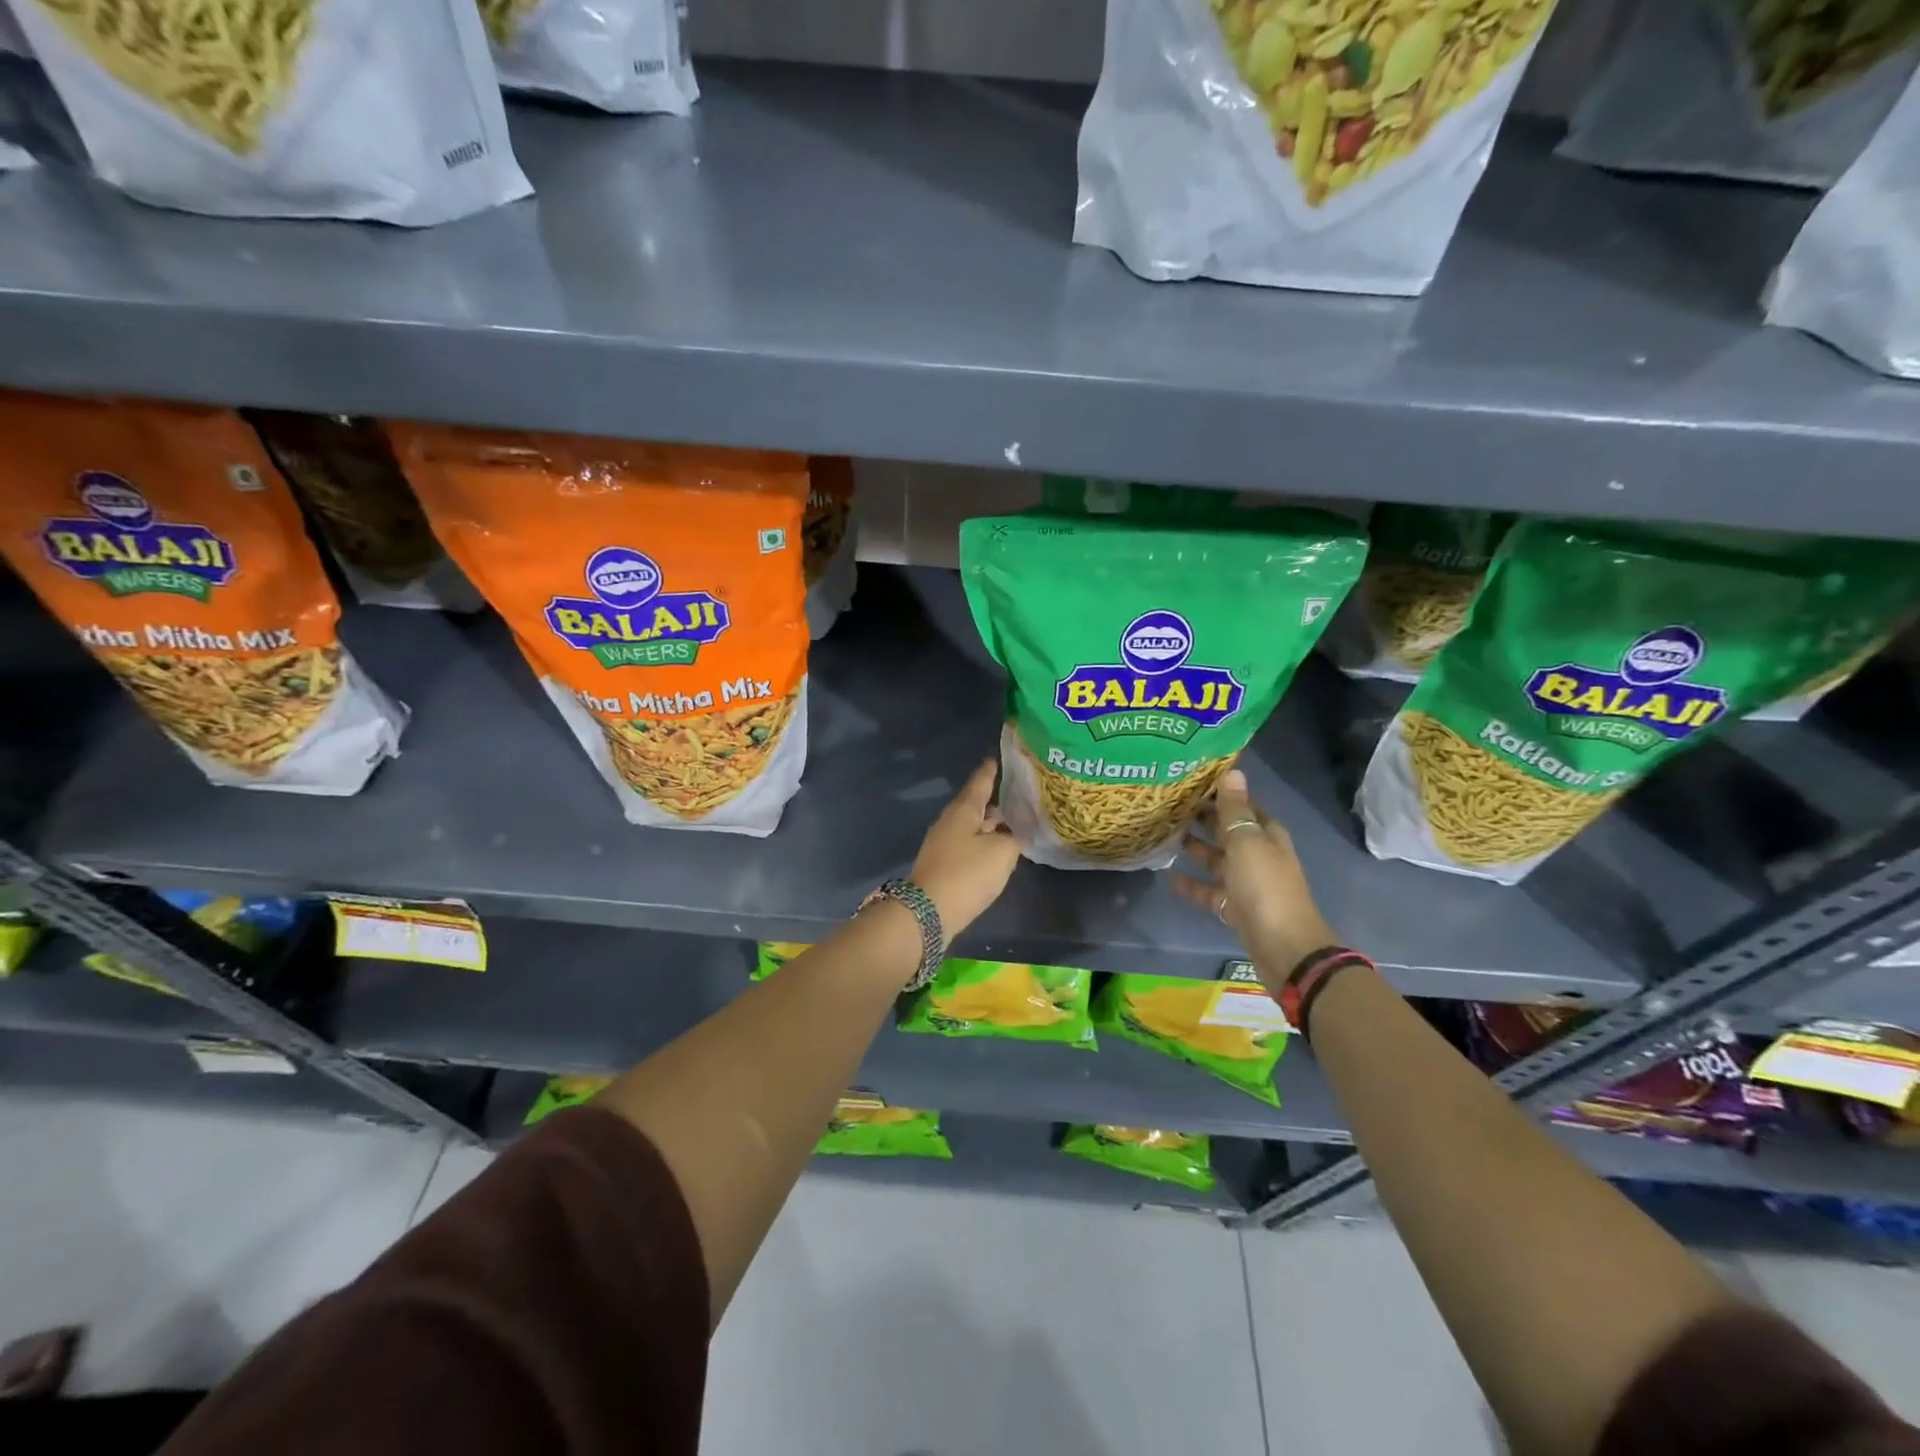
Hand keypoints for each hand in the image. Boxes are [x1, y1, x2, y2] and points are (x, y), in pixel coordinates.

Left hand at [910, 757, 1021, 937]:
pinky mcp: (944, 863)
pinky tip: (999, 849)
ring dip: (992, 823)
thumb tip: (1015, 830)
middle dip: (997, 799)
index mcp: (964, 809)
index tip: (1002, 757)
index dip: (993, 769)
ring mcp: (944, 842)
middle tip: (1021, 793)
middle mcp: (951, 820)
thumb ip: (1014, 836)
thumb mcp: (1002, 853)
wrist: (928, 912)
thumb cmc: (967, 874)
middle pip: (976, 803)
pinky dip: (984, 842)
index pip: (981, 780)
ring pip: (973, 825)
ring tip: (1015, 821)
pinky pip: (968, 844)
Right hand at [1170, 768, 1337, 982]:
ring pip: (1218, 860)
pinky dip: (1193, 885)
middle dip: (1204, 819)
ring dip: (1196, 849)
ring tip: (1166, 836)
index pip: (1243, 805)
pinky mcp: (1236, 908)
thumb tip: (1232, 772)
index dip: (1221, 793)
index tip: (1191, 782)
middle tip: (1169, 805)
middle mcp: (1259, 855)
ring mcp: (1247, 883)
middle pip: (1228, 831)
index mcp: (1267, 835)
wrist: (1283, 947)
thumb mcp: (1247, 843)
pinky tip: (1170, 879)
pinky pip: (1211, 891)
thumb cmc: (1264, 888)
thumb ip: (1235, 810)